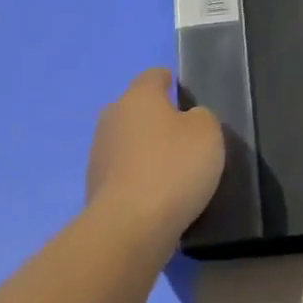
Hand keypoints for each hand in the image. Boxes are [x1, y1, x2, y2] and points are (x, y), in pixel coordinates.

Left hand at [86, 68, 225, 240]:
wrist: (129, 226)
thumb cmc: (173, 167)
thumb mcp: (208, 133)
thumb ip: (201, 117)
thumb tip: (188, 120)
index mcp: (138, 97)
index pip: (153, 76)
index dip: (168, 81)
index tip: (182, 93)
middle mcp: (112, 118)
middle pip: (134, 108)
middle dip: (154, 117)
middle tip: (182, 135)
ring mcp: (98, 154)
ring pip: (126, 141)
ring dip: (143, 149)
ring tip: (170, 169)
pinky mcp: (94, 187)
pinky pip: (122, 173)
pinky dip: (137, 178)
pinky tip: (156, 193)